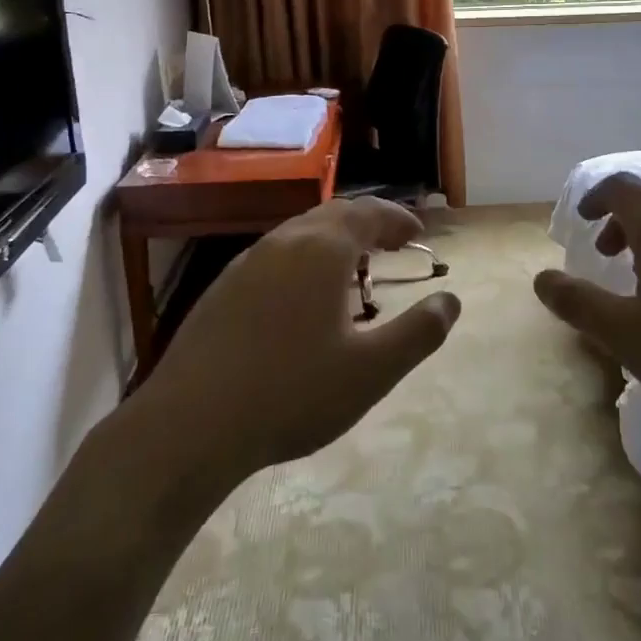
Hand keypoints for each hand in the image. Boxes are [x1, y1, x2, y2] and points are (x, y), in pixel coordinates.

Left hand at [137, 197, 459, 484]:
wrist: (188, 427)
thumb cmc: (291, 393)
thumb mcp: (371, 372)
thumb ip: (419, 332)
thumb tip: (451, 300)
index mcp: (321, 250)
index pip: (368, 213)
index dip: (397, 218)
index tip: (417, 232)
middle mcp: (283, 242)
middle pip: (333, 215)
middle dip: (368, 223)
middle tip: (391, 244)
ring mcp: (246, 263)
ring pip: (300, 233)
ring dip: (334, 240)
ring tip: (353, 269)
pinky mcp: (221, 289)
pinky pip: (275, 256)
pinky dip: (303, 260)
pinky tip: (303, 299)